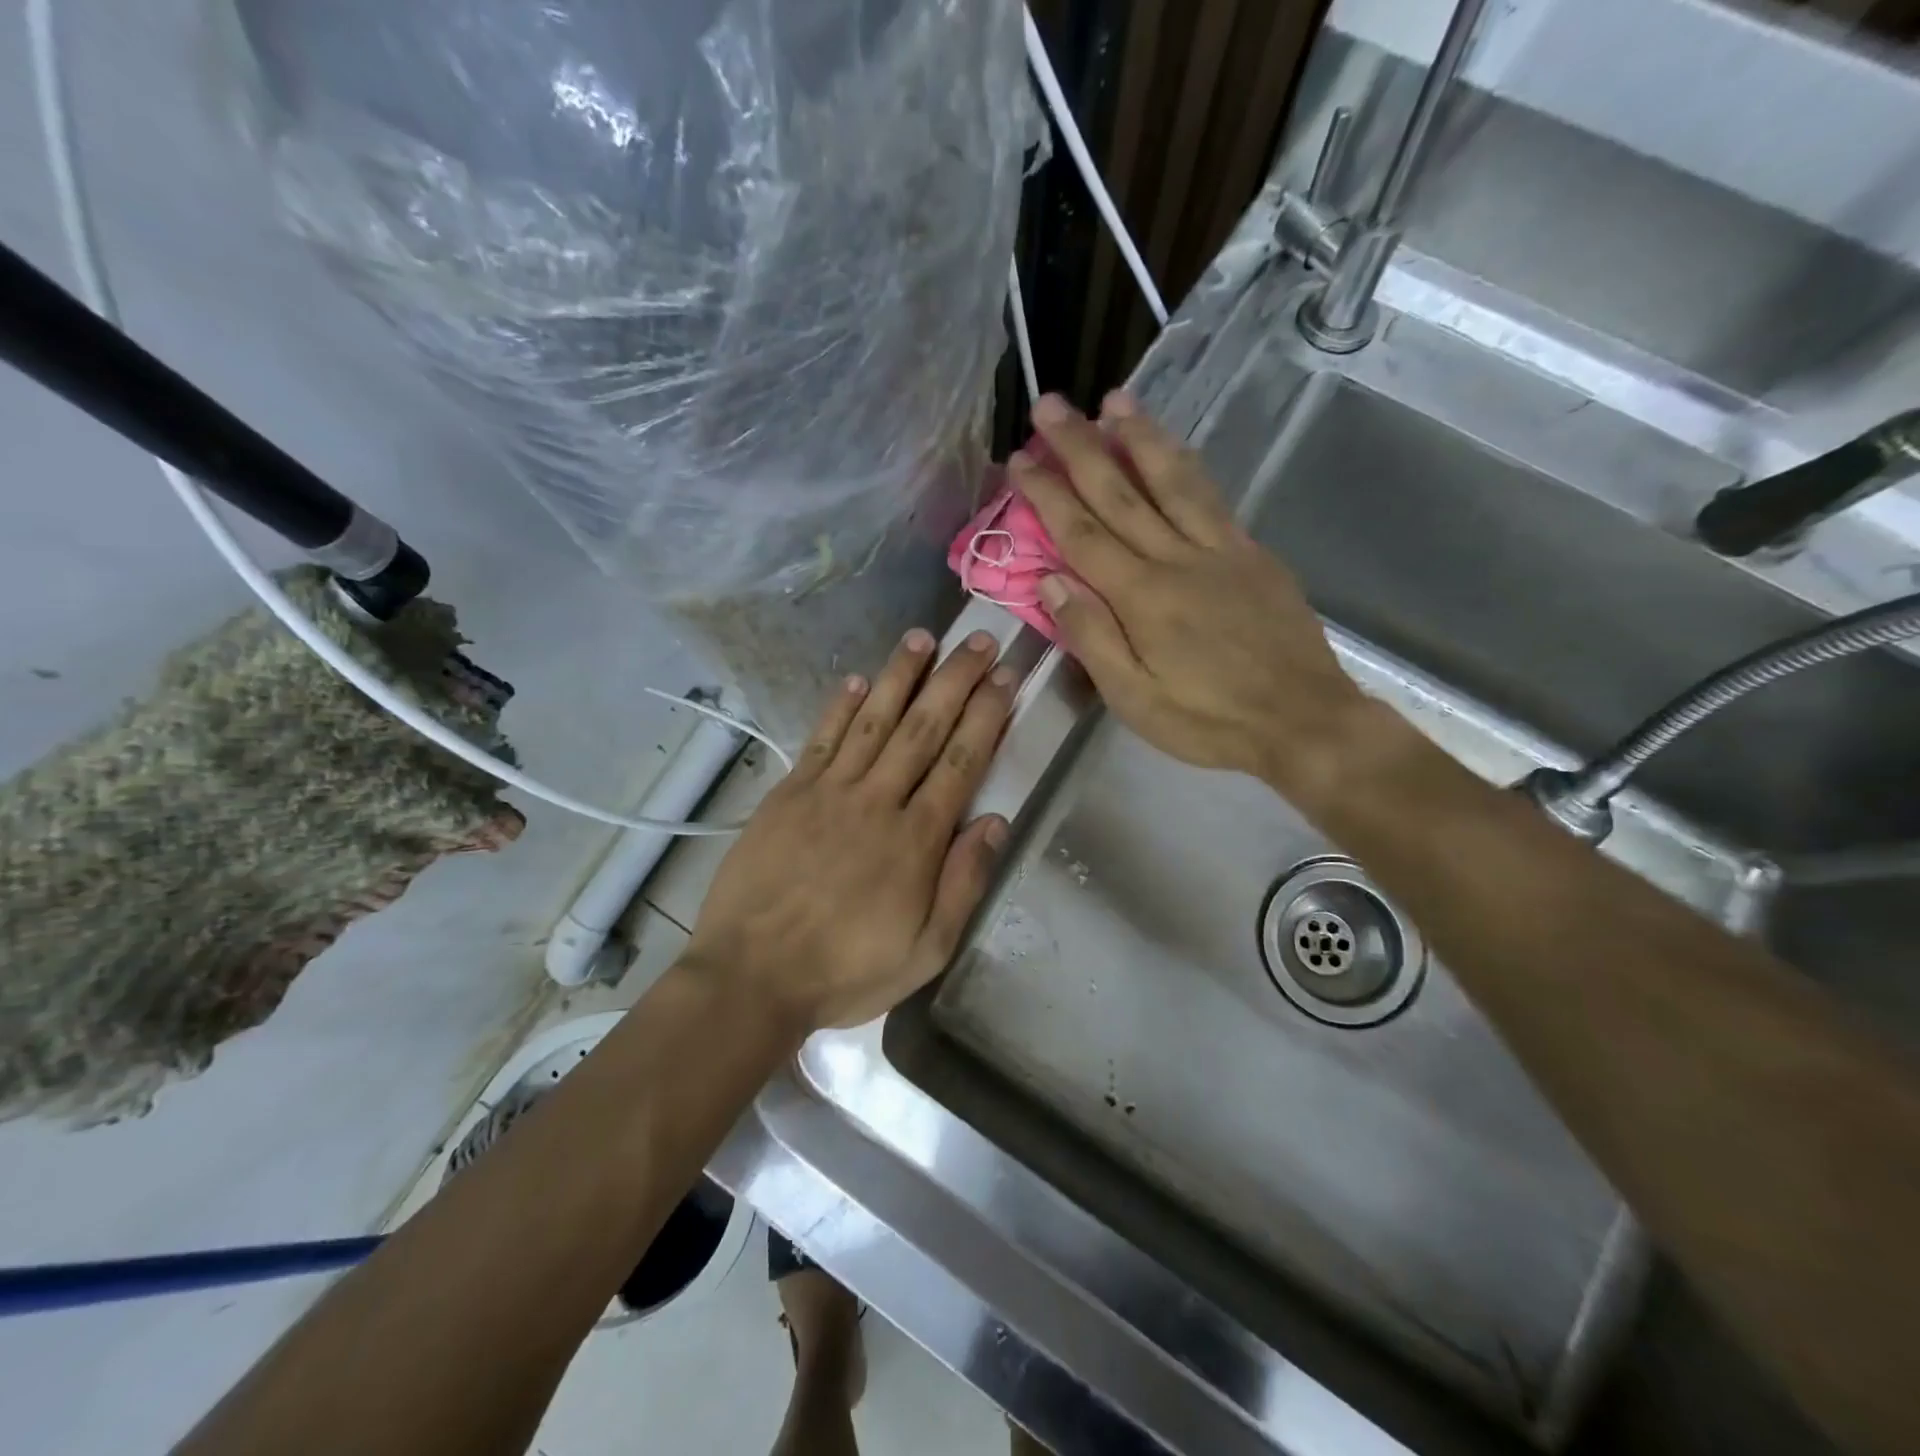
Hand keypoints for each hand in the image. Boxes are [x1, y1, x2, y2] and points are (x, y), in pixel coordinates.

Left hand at [683, 630, 1014, 1031]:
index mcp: (916, 839)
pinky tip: (859, 679)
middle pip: (924, 728)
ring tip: (923, 638)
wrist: (751, 977)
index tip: (1005, 678)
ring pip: (874, 720)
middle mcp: (877, 800)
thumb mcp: (926, 951)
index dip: (986, 715)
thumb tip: (996, 820)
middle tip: (979, 640)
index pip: (961, 761)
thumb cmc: (845, 970)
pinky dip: (840, 706)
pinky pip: (821, 739)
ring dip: (901, 676)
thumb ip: (963, 883)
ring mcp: (828, 792)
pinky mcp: (788, 794)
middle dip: (955, 680)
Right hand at [1012, 392, 1365, 787]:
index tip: (1019, 458)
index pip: (1081, 533)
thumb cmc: (1208, 720)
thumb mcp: (1134, 698)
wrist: (1302, 720)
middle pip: (1120, 492)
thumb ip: (1091, 636)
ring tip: (1114, 399)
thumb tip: (1051, 581)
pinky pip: (1212, 497)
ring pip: (1172, 480)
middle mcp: (1177, 559)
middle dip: (1080, 446)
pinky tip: (1173, 449)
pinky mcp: (1252, 554)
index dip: (1047, 493)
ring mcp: (1220, 550)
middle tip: (1050, 405)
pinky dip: (1186, 465)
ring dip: (1139, 436)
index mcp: (1141, 597)